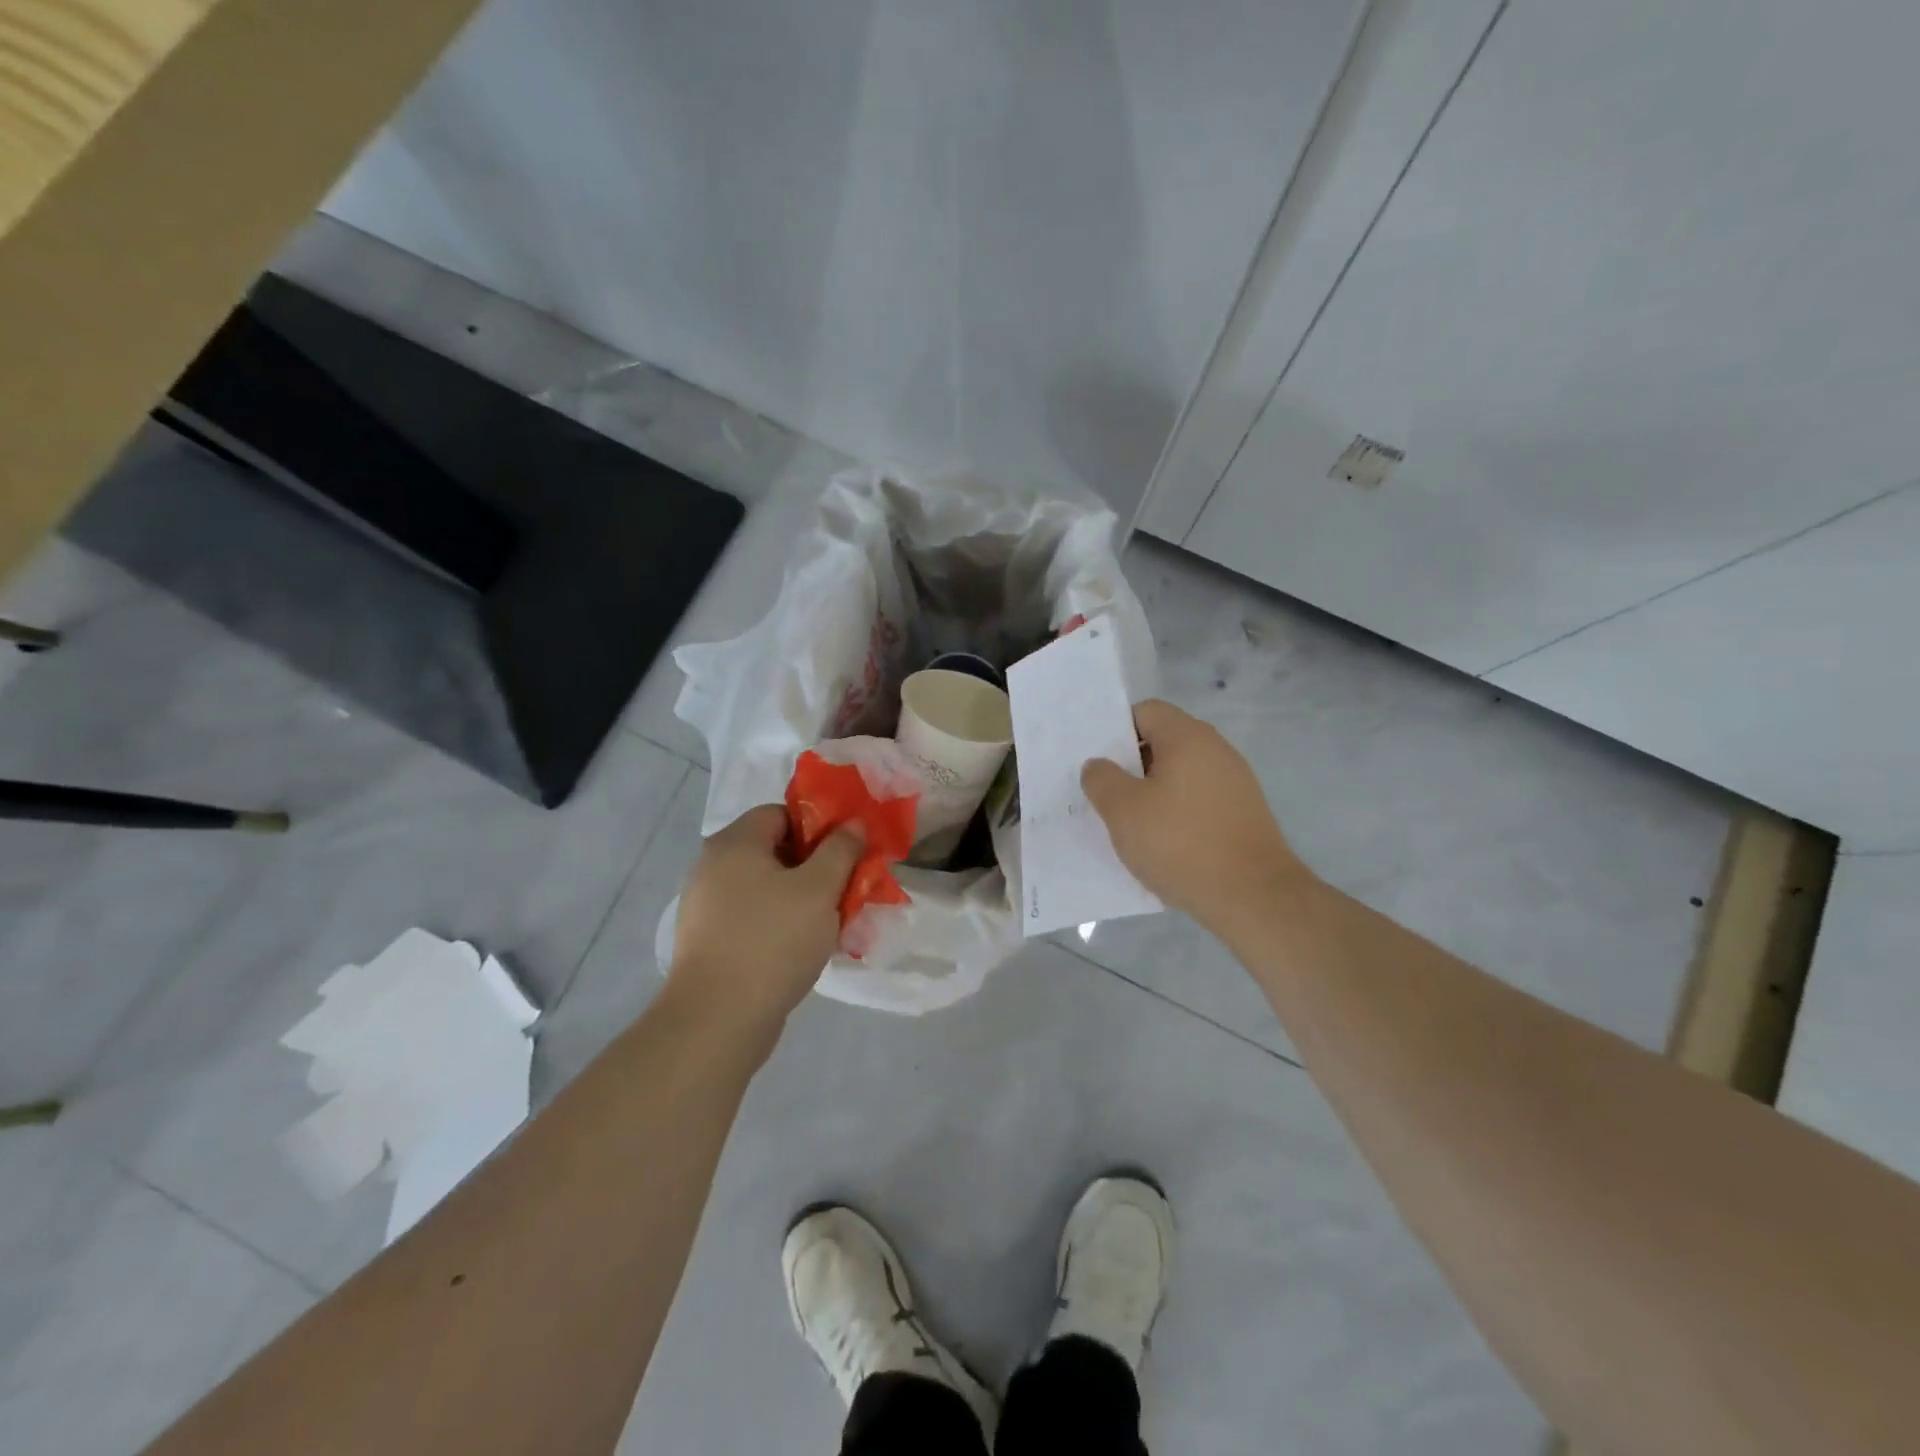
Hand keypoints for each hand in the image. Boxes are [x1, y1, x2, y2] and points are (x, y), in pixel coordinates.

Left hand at [669, 804, 864, 1037]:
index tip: (847, 853)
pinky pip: (755, 920)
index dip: (818, 827)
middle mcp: (713, 867)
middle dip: (816, 868)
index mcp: (734, 843)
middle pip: (775, 851)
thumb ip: (841, 850)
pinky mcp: (709, 943)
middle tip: (846, 889)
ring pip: (768, 889)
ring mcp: (707, 908)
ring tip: (833, 924)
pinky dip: (781, 926)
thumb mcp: (819, 889)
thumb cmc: (772, 941)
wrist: (717, 1021)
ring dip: (802, 900)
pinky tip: (805, 950)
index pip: (781, 813)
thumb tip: (853, 823)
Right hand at [1082, 699, 1308, 932]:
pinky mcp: (1242, 814)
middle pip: (1163, 742)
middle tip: (1104, 794)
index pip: (1145, 711)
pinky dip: (1175, 814)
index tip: (1096, 761)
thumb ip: (1101, 779)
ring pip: (1179, 775)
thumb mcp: (1123, 810)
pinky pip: (1197, 801)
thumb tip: (1098, 765)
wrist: (1253, 897)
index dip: (1115, 730)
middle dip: (1130, 766)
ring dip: (1151, 793)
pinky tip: (1162, 844)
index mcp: (1188, 738)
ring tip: (1128, 824)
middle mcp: (1216, 750)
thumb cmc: (1180, 843)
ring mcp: (1235, 783)